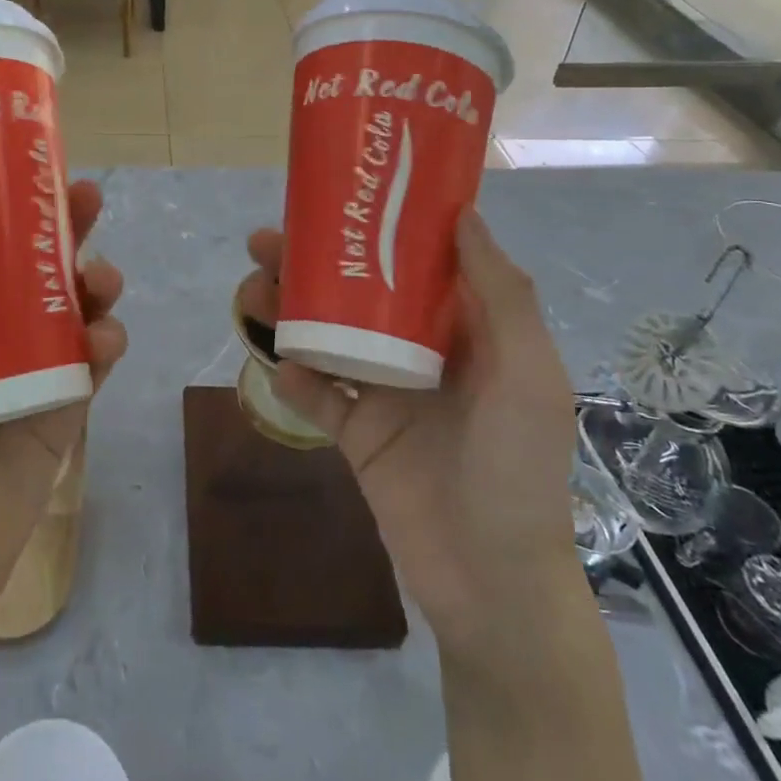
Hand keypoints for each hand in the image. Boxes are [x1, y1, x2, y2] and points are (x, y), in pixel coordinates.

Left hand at [0, 181, 126, 636]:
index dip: (1, 207)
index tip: (21, 169)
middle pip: (35, 269)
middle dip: (66, 230)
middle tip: (86, 199)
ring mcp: (33, 370)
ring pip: (73, 308)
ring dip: (96, 282)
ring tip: (100, 277)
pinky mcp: (63, 409)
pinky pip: (92, 364)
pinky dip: (106, 342)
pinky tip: (105, 337)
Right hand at [242, 208, 578, 657]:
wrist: (492, 582)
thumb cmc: (516, 466)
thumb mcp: (528, 373)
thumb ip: (502, 294)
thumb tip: (463, 212)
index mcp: (463, 330)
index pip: (411, 261)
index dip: (373, 226)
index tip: (333, 198)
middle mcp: (418, 352)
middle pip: (354, 292)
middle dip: (308, 265)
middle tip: (264, 243)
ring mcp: (383, 392)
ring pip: (324, 335)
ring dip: (285, 312)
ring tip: (251, 295)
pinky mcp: (355, 434)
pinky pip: (316, 396)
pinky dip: (293, 378)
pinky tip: (277, 367)